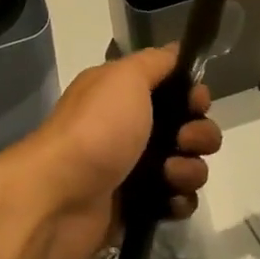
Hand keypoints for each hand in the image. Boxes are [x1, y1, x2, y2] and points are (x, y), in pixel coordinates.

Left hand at [6, 47, 221, 258]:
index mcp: (124, 94)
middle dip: (199, 134)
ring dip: (190, 170)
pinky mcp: (138, 208)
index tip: (197, 102)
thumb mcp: (125, 77)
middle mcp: (131, 128)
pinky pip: (176, 201)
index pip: (174, 88)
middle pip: (188, 127)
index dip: (194, 94)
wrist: (60, 197)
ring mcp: (135, 169)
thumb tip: (177, 50)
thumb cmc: (97, 128)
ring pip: (187, 165)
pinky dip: (178, 200)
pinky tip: (169, 200)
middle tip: (184, 141)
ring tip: (170, 175)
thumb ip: (155, 62)